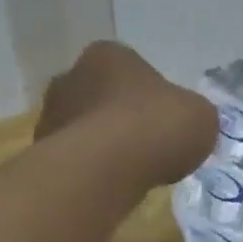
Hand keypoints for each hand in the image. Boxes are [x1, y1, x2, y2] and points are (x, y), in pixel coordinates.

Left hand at [37, 42, 216, 186]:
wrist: (107, 168)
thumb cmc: (156, 127)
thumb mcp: (200, 116)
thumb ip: (192, 114)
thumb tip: (186, 124)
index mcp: (108, 55)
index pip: (132, 70)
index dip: (152, 97)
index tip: (164, 124)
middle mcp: (72, 76)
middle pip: (104, 98)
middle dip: (121, 120)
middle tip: (147, 149)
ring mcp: (51, 114)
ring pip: (86, 129)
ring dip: (104, 147)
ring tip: (130, 174)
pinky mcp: (42, 152)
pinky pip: (75, 160)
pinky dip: (91, 171)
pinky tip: (110, 187)